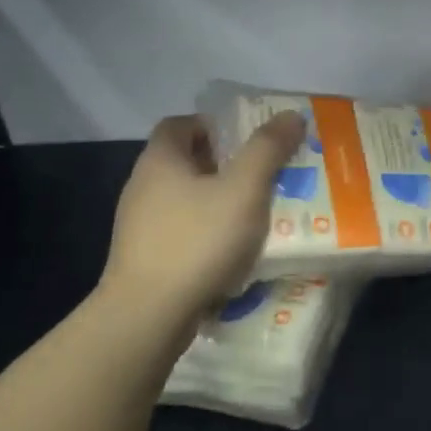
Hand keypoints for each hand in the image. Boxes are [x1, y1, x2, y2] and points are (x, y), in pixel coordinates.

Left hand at [95, 111, 305, 326]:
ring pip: (186, 200)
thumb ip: (267, 149)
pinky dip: (208, 233)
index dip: (213, 125)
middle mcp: (143, 186)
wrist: (148, 315)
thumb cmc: (198, 240)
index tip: (248, 140)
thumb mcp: (244, 189)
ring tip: (257, 214)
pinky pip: (183, 233)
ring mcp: (139, 226)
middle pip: (185, 162)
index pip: (180, 124)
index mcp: (160, 160)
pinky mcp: (146, 259)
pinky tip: (234, 251)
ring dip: (218, 202)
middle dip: (224, 165)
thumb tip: (290, 115)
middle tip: (264, 174)